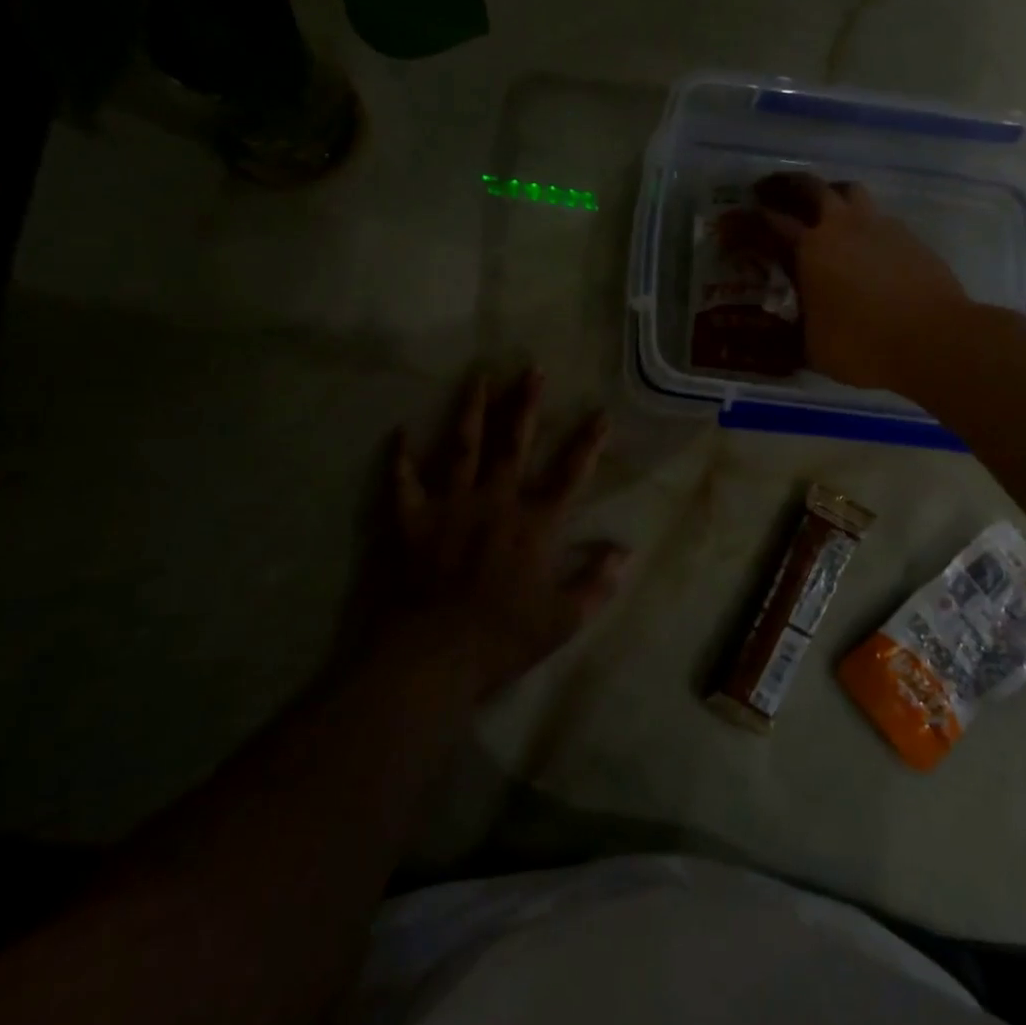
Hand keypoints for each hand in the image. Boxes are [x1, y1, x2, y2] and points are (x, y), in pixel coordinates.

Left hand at [379, 370, 626, 699]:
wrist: (434, 655)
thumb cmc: (503, 638)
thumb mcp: (563, 619)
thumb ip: (597, 583)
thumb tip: (626, 551)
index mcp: (534, 523)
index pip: (570, 474)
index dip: (588, 443)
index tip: (600, 413)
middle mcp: (496, 501)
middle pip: (514, 443)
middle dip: (525, 404)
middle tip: (532, 369)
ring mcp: (452, 505)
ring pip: (463, 446)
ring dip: (471, 410)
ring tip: (478, 377)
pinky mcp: (413, 519)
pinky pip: (404, 481)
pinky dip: (400, 457)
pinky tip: (399, 431)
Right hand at [719, 173, 972, 391]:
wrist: (935, 339)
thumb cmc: (862, 344)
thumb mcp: (811, 347)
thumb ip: (790, 331)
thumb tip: (775, 333)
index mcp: (809, 248)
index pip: (766, 224)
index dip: (741, 224)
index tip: (726, 227)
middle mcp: (841, 226)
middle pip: (808, 187)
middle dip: (782, 186)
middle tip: (766, 193)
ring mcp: (879, 226)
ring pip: (848, 191)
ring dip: (827, 194)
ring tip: (819, 208)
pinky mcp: (908, 237)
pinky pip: (877, 217)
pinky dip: (860, 222)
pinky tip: (861, 244)